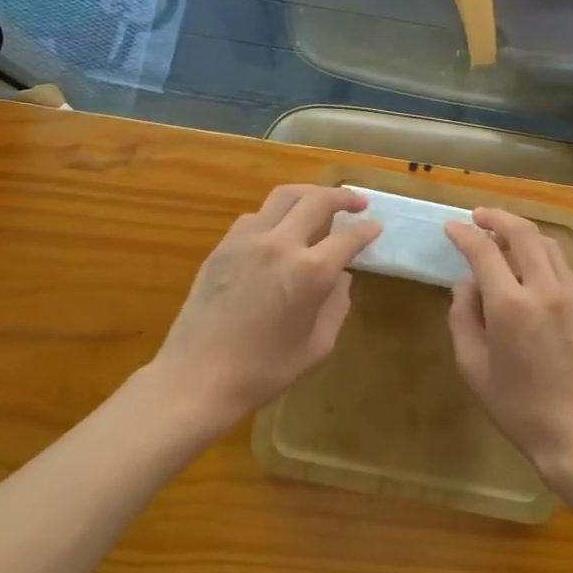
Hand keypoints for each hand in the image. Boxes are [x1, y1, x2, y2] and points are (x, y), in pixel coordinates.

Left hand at [151, 185, 379, 433]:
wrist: (197, 378)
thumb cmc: (263, 370)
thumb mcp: (316, 346)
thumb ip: (336, 306)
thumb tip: (340, 278)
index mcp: (310, 271)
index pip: (348, 237)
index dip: (367, 230)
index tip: (376, 227)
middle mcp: (281, 244)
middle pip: (317, 200)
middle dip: (343, 196)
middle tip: (357, 201)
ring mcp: (247, 240)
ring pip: (284, 196)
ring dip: (309, 194)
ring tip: (321, 202)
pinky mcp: (223, 246)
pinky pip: (256, 216)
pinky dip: (276, 213)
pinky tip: (280, 228)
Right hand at [444, 208, 572, 489]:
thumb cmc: (519, 409)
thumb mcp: (474, 369)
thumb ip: (463, 319)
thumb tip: (465, 285)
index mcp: (511, 307)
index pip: (484, 252)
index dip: (465, 235)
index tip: (451, 227)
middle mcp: (544, 290)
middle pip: (523, 233)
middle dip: (497, 217)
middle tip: (478, 216)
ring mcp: (572, 296)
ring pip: (548, 244)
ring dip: (522, 231)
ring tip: (503, 234)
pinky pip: (563, 265)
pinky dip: (542, 252)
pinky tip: (530, 263)